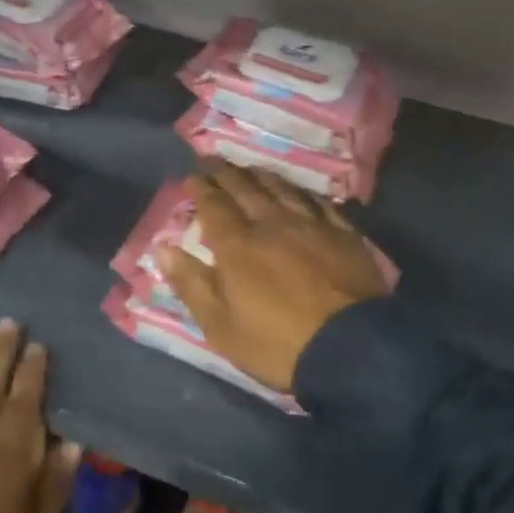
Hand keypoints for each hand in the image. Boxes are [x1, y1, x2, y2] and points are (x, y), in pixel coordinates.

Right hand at [162, 166, 387, 392]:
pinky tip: (299, 192)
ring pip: (282, 188)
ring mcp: (311, 225)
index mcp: (237, 244)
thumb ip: (190, 283)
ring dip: (262, 176)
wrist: (351, 349)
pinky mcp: (343, 234)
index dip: (200, 188)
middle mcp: (271, 223)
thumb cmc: (276, 343)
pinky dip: (301, 192)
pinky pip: (319, 202)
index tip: (191, 178)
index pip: (213, 204)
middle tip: (215, 163)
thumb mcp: (220, 325)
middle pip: (246, 188)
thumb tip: (162, 248)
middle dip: (226, 174)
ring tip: (251, 169)